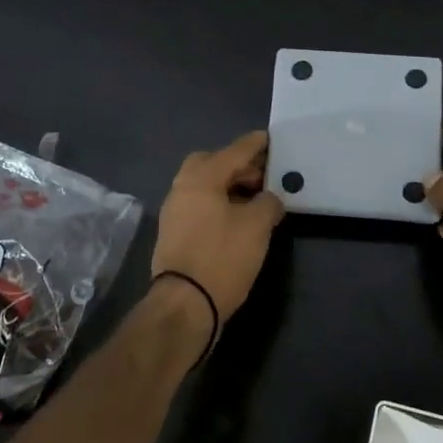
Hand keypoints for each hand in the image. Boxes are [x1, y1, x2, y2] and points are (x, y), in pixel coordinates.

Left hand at [150, 131, 285, 320]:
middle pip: (211, 164)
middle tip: (262, 176)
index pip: (233, 152)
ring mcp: (174, 212)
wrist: (184, 305)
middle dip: (236, 165)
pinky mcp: (174, 234)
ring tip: (254, 200)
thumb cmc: (222, 257)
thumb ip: (268, 203)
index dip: (254, 145)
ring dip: (228, 186)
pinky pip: (199, 205)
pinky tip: (237, 220)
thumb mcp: (257, 226)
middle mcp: (182, 188)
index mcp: (201, 178)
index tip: (268, 138)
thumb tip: (268, 199)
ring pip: (203, 186)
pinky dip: (218, 204)